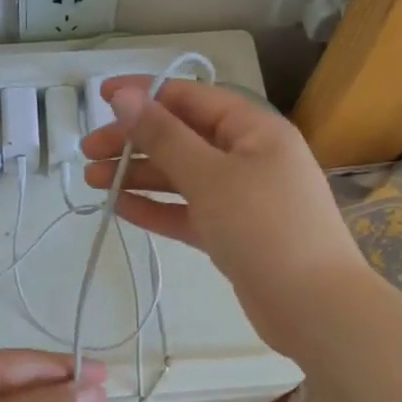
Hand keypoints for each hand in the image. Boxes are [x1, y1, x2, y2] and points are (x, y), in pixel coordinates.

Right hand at [81, 78, 369, 357]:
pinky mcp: (233, 233)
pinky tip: (120, 208)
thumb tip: (125, 95)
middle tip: (87, 153)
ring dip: (138, 175)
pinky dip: (157, 207)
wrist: (313, 308)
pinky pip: (188, 211)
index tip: (101, 97)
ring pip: (182, 176)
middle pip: (181, 138)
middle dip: (134, 142)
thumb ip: (163, 135)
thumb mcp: (208, 175)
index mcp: (253, 129)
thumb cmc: (263, 226)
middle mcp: (249, 156)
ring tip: (91, 182)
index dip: (144, 94)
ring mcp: (242, 197)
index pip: (191, 98)